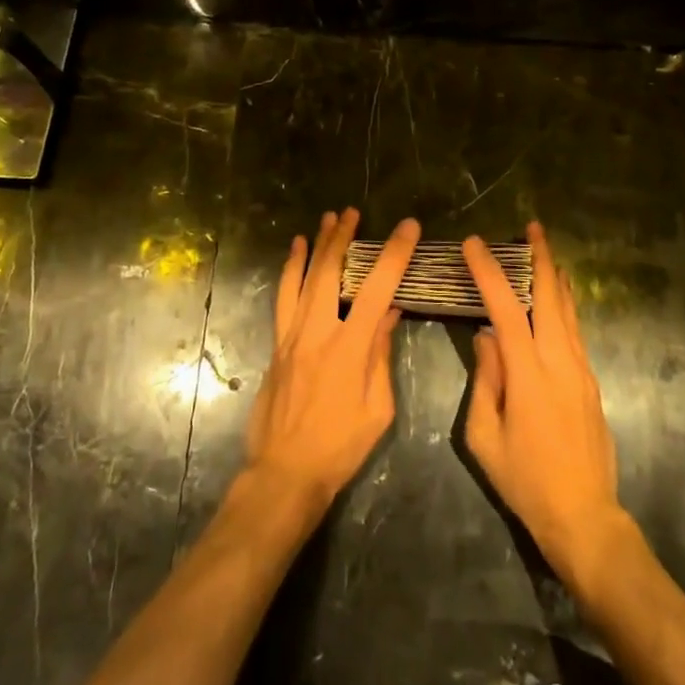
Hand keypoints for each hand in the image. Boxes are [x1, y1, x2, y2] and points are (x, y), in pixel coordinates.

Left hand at [245, 209, 418, 513]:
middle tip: (352, 212)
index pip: (377, 289)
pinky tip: (294, 254)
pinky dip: (289, 271)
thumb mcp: (377, 409)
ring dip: (315, 246)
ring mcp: (291, 336)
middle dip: (342, 238)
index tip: (408, 227)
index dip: (394, 254)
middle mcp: (316, 332)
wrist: (284, 471)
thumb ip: (380, 355)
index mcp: (349, 349)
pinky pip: (283, 298)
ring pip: (301, 278)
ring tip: (325, 219)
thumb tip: (389, 312)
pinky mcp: (277, 344)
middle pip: (330, 272)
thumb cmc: (340, 447)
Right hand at [464, 223, 628, 588]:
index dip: (489, 273)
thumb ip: (485, 381)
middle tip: (531, 227)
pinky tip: (558, 297)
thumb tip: (486, 338)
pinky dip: (564, 304)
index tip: (474, 244)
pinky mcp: (591, 382)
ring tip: (544, 250)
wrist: (584, 516)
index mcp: (529, 375)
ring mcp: (581, 371)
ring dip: (555, 277)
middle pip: (551, 298)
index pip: (505, 310)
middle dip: (541, 258)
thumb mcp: (485, 436)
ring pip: (568, 311)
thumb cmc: (525, 480)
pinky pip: (575, 331)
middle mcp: (560, 362)